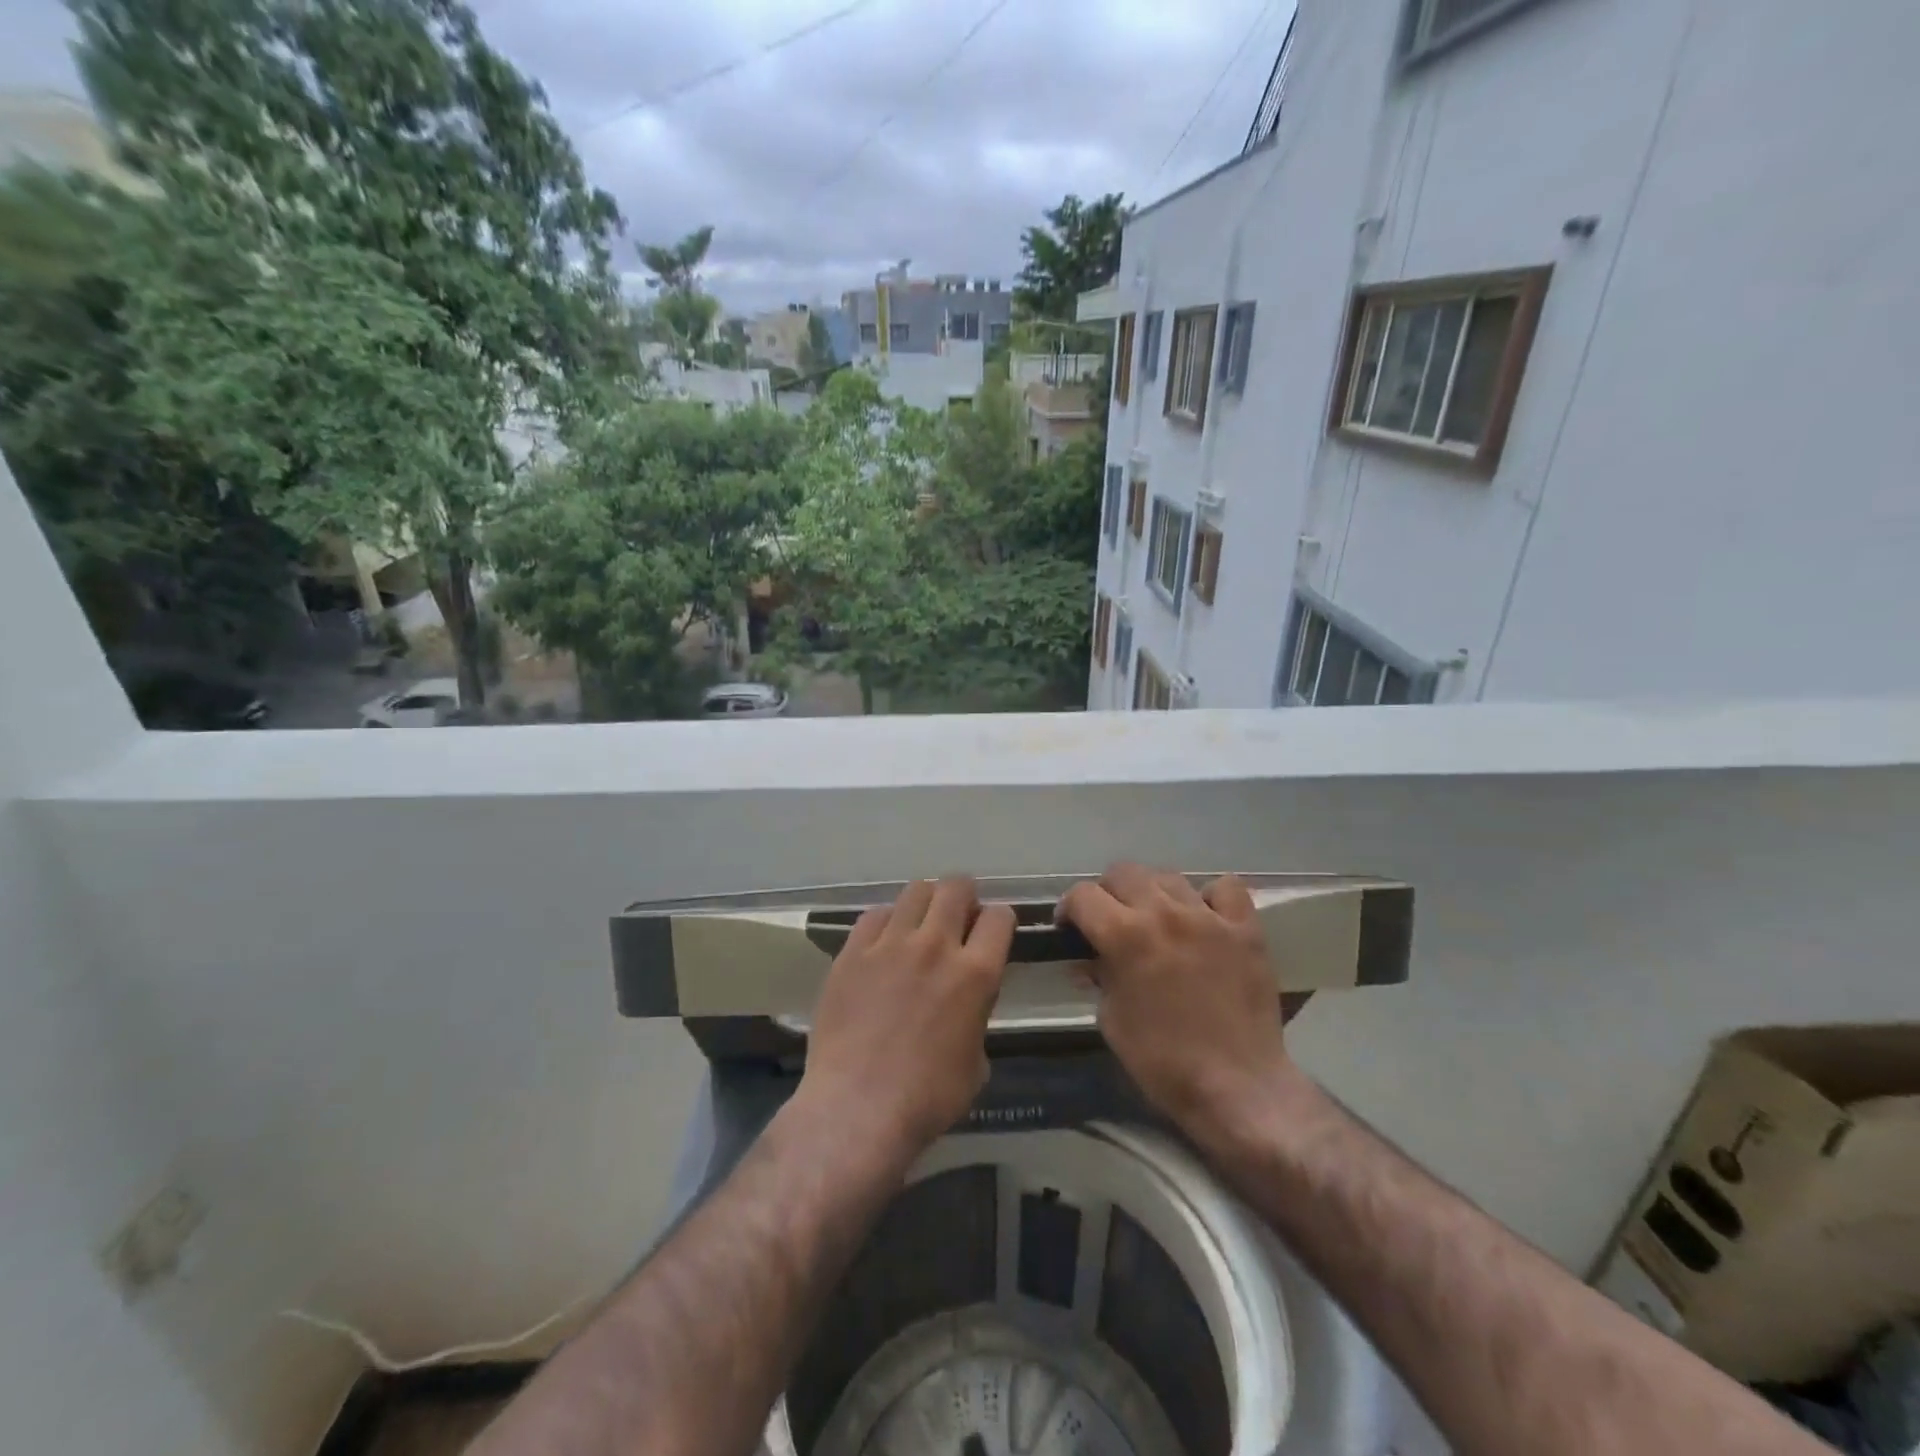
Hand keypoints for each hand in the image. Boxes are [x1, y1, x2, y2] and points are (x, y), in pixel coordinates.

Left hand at [801, 877, 1015, 1154]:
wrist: (858, 1109)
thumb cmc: (927, 1099)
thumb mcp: (976, 1062)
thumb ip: (976, 1016)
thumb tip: (967, 1001)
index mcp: (975, 973)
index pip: (999, 917)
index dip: (998, 922)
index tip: (990, 933)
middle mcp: (935, 946)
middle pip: (957, 887)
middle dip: (964, 897)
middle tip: (957, 918)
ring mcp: (890, 944)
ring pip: (915, 891)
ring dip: (926, 903)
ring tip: (919, 926)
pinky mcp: (852, 952)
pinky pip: (874, 915)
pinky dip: (886, 923)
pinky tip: (883, 944)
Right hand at [1060, 864, 1297, 1134]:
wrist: (1237, 1087)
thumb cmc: (1162, 1061)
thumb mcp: (1111, 1019)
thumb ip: (1099, 976)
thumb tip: (1091, 959)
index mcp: (1125, 936)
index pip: (1083, 895)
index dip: (1070, 910)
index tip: (1070, 929)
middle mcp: (1164, 913)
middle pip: (1123, 872)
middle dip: (1108, 894)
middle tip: (1111, 922)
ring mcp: (1208, 917)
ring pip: (1168, 876)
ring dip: (1153, 894)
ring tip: (1157, 921)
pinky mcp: (1245, 928)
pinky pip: (1225, 888)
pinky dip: (1210, 898)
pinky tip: (1205, 919)